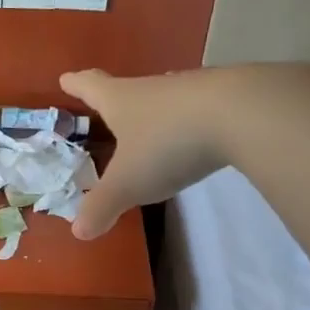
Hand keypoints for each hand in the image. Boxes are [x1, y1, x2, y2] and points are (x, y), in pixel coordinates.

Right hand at [60, 68, 233, 238]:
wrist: (243, 114)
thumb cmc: (168, 143)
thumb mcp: (129, 183)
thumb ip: (102, 206)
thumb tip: (79, 231)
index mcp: (122, 100)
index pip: (91, 86)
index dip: (77, 84)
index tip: (66, 79)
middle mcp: (154, 88)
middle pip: (129, 89)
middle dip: (117, 99)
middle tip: (108, 108)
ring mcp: (194, 90)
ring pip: (167, 98)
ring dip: (158, 111)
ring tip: (154, 126)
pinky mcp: (229, 98)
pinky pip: (201, 109)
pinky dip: (194, 121)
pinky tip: (200, 134)